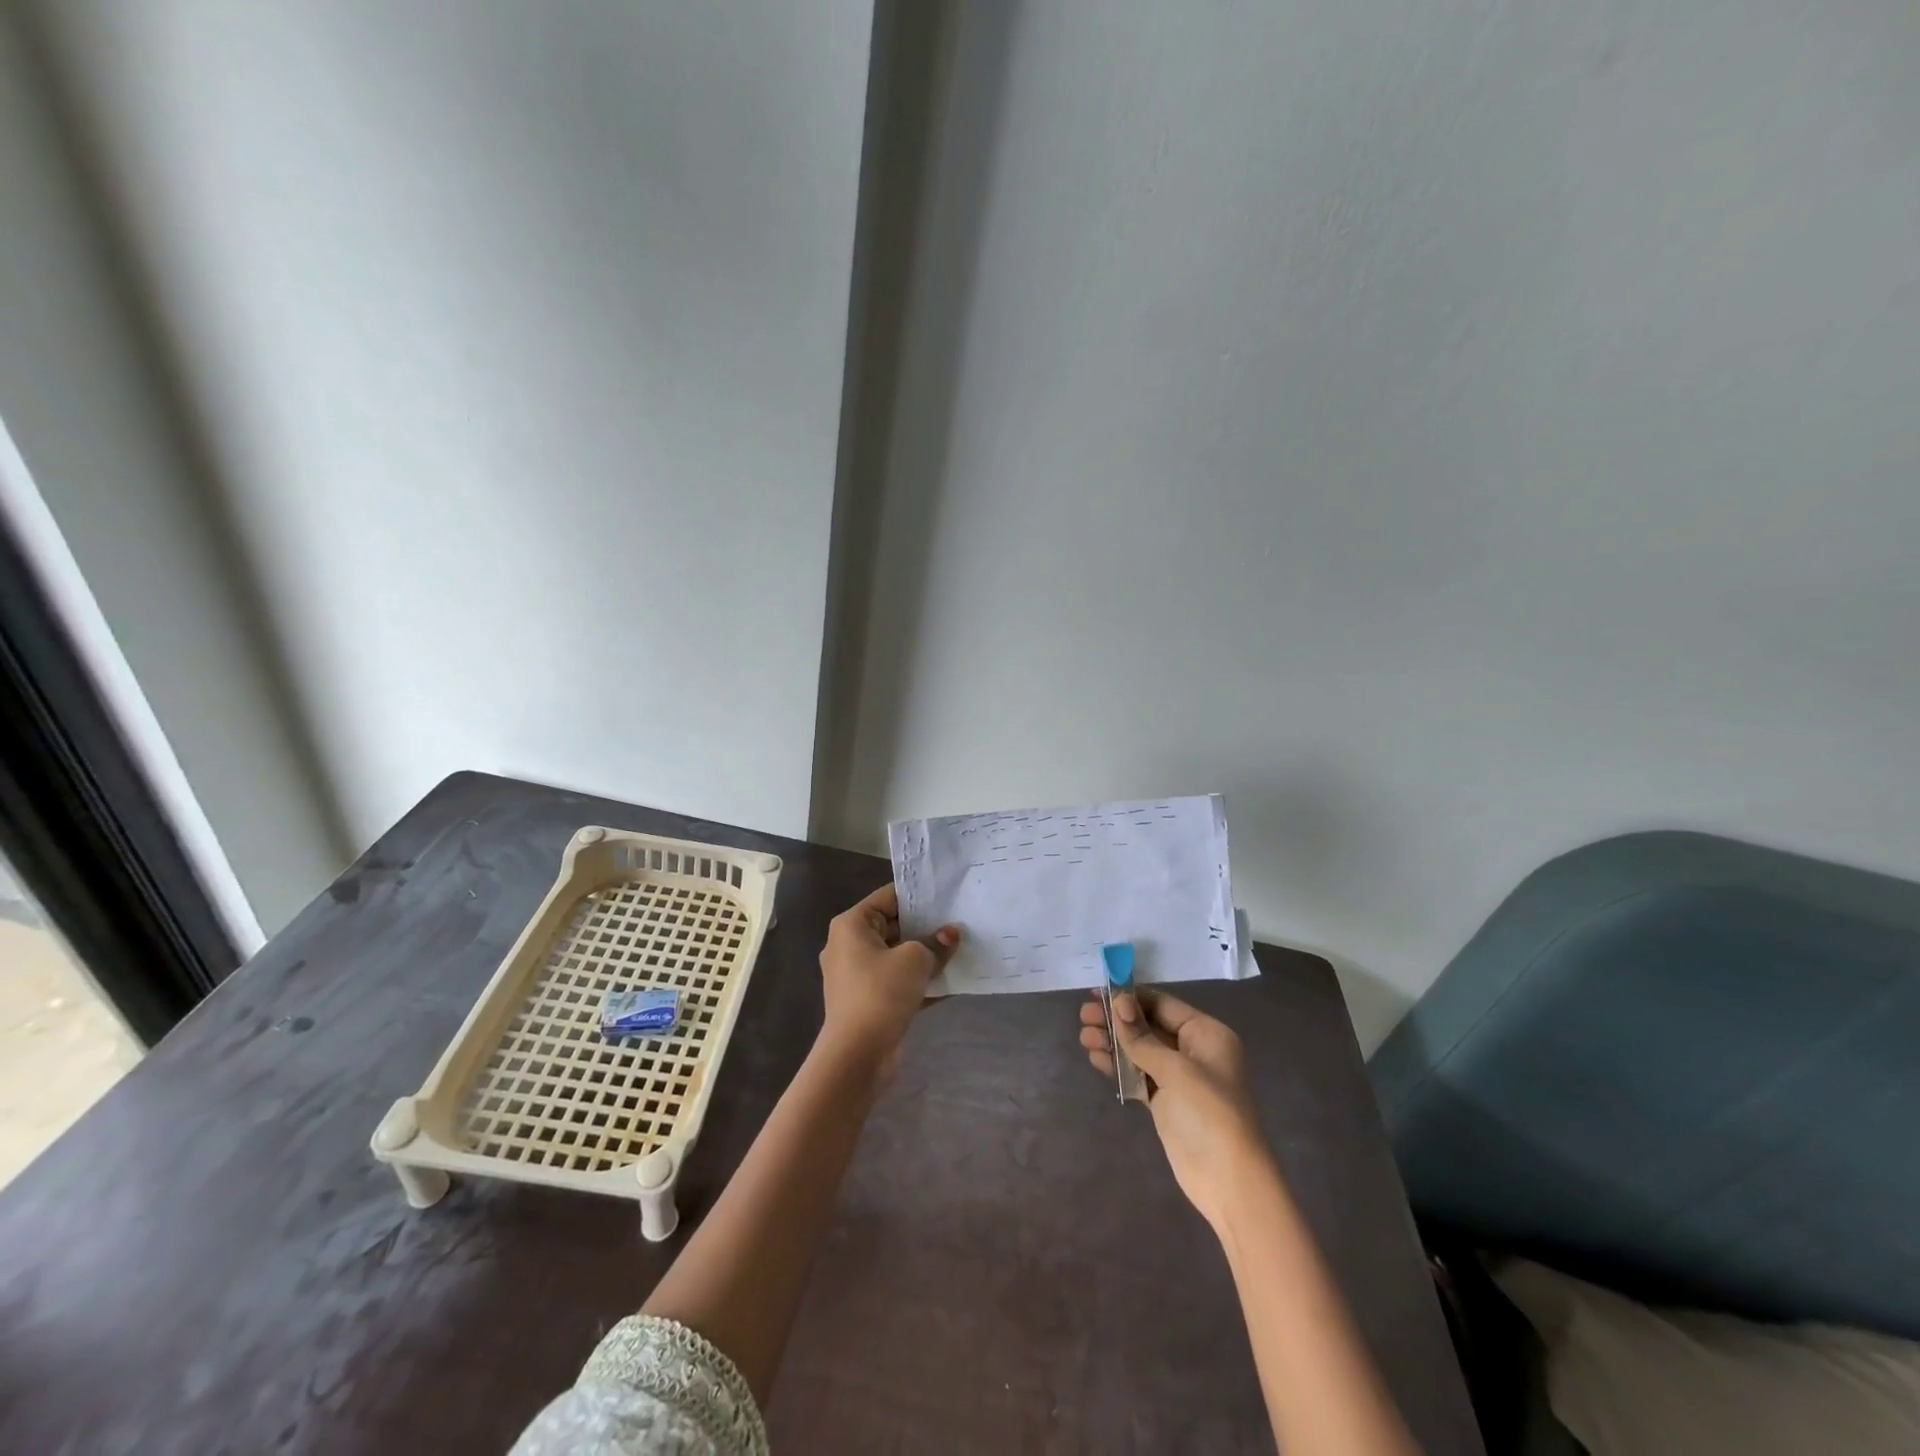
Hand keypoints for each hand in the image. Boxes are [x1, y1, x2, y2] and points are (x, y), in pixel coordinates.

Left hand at [818, 884, 958, 1082]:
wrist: (857, 1056)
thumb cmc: (881, 993)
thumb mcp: (915, 960)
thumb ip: (936, 943)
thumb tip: (950, 934)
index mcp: (852, 925)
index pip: (889, 897)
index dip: (919, 896)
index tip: (948, 896)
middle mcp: (849, 945)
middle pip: (893, 926)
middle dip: (925, 926)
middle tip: (959, 922)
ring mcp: (857, 975)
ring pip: (897, 956)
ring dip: (925, 955)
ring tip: (959, 949)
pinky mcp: (868, 1001)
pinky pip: (897, 981)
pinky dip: (919, 981)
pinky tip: (951, 982)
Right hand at [1079, 989, 1276, 1230]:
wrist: (1229, 1181)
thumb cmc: (1208, 1113)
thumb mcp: (1175, 1069)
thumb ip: (1142, 1036)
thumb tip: (1118, 1001)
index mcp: (1206, 1034)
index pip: (1162, 1005)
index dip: (1130, 998)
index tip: (1097, 992)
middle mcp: (1194, 1050)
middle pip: (1149, 1026)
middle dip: (1117, 1020)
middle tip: (1084, 1015)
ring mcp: (1179, 1078)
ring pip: (1141, 1050)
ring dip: (1113, 1042)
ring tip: (1084, 1037)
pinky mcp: (1166, 1102)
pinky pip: (1138, 1074)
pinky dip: (1118, 1066)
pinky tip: (1096, 1058)